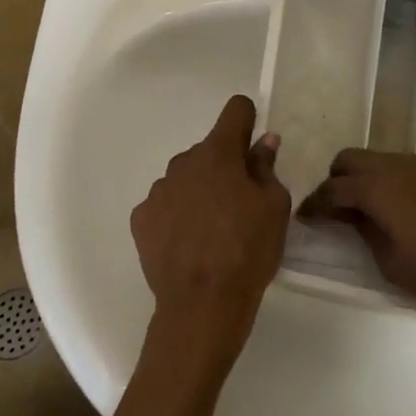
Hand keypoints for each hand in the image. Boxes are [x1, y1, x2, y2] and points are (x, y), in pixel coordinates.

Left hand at [131, 95, 290, 365]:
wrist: (202, 305)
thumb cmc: (248, 250)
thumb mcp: (274, 207)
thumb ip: (266, 167)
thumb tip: (263, 141)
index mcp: (218, 153)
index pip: (235, 110)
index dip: (248, 119)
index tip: (254, 140)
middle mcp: (183, 162)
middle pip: (209, 150)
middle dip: (225, 165)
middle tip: (241, 202)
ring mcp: (158, 190)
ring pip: (186, 178)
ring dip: (200, 190)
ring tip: (213, 229)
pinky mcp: (141, 219)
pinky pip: (165, 204)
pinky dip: (177, 214)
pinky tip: (189, 242)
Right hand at [302, 150, 415, 336]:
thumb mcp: (392, 262)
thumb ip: (363, 230)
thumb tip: (347, 214)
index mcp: (379, 186)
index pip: (333, 188)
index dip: (314, 204)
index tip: (303, 218)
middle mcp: (397, 165)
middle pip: (350, 159)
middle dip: (335, 182)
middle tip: (332, 213)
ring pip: (376, 159)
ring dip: (361, 178)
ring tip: (359, 213)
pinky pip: (400, 167)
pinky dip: (385, 180)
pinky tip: (391, 210)